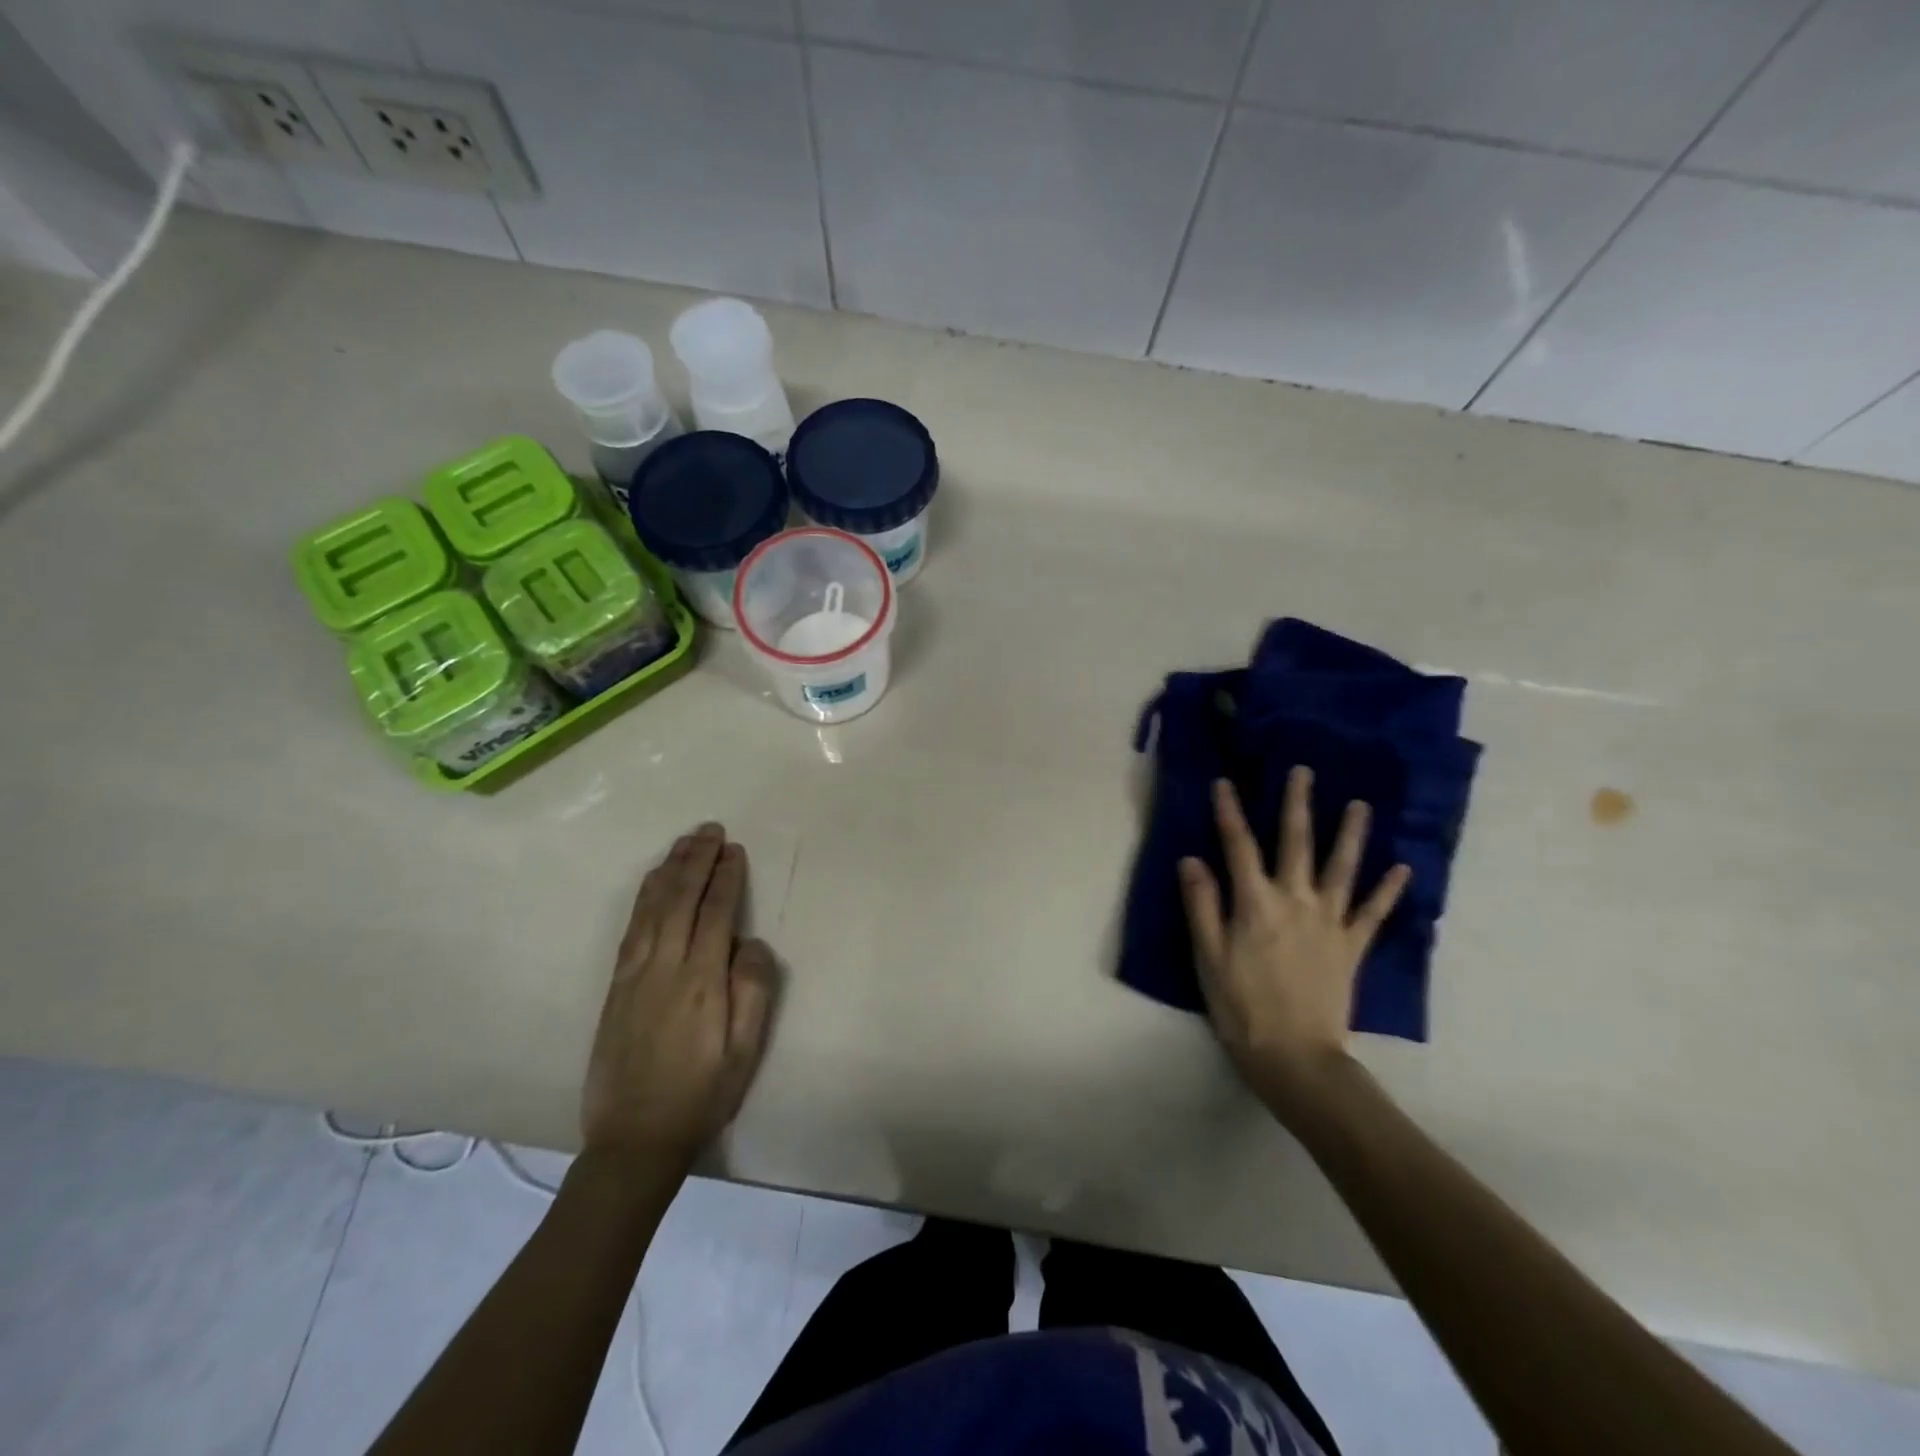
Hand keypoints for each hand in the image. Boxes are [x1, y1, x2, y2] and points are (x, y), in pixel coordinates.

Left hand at [581, 823, 777, 1166]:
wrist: (633, 1139)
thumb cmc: (701, 1094)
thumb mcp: (744, 1051)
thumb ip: (753, 990)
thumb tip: (752, 942)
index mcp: (700, 982)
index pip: (715, 914)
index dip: (725, 878)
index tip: (734, 850)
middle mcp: (664, 967)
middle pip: (680, 900)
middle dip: (697, 861)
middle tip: (711, 830)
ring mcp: (634, 974)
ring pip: (652, 907)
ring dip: (670, 870)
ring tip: (685, 842)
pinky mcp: (615, 985)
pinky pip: (632, 927)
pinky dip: (645, 896)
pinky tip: (654, 882)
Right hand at [1179, 769, 1409, 1122]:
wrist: (1296, 1056)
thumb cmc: (1241, 1006)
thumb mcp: (1208, 956)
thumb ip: (1202, 905)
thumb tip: (1192, 859)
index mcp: (1255, 903)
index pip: (1238, 846)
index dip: (1230, 812)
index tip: (1224, 782)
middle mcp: (1296, 901)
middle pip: (1296, 843)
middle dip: (1297, 804)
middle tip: (1303, 771)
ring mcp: (1329, 922)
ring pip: (1343, 868)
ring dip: (1351, 834)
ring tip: (1360, 805)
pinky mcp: (1352, 946)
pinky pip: (1373, 913)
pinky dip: (1388, 890)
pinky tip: (1403, 869)